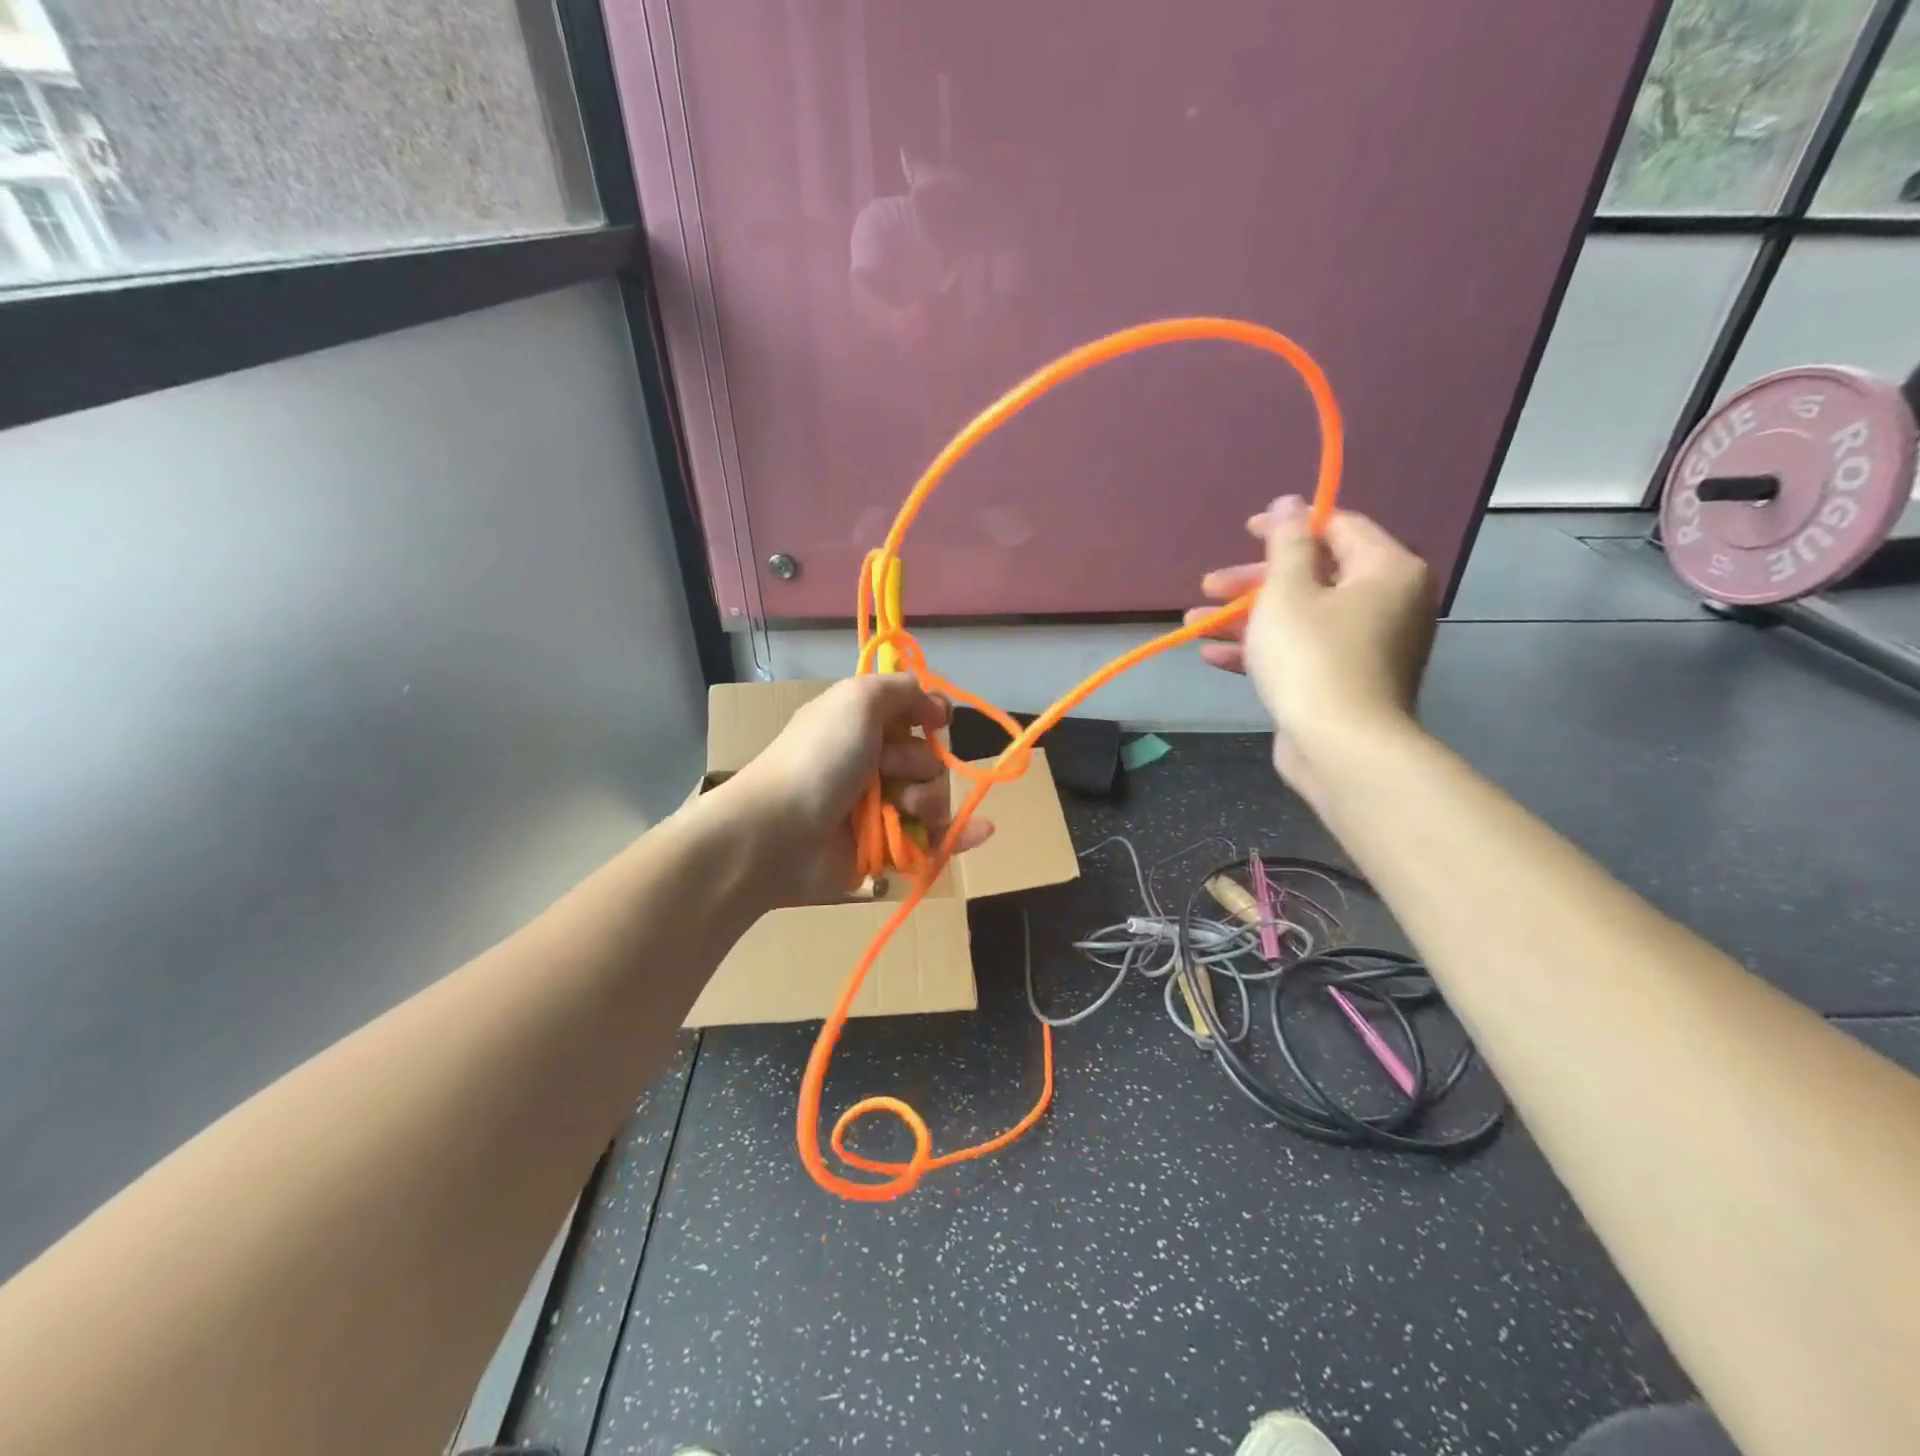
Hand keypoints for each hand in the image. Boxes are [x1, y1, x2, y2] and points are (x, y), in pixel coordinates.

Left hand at [716, 675, 992, 905]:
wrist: (779, 833)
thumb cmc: (819, 758)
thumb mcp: (857, 699)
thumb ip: (900, 688)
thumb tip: (934, 703)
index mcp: (859, 725)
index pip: (911, 714)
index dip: (929, 714)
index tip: (936, 720)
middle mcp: (870, 764)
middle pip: (927, 758)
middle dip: (917, 763)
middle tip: (887, 770)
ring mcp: (878, 809)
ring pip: (932, 797)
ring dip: (927, 799)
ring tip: (902, 807)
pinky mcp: (886, 849)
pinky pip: (933, 840)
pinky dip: (959, 836)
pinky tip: (982, 831)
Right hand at [1186, 495, 1435, 795]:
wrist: (1340, 746)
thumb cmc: (1312, 656)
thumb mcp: (1287, 591)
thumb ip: (1286, 544)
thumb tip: (1291, 502)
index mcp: (1386, 570)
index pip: (1338, 527)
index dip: (1288, 526)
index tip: (1246, 531)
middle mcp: (1387, 603)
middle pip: (1313, 575)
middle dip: (1253, 582)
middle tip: (1209, 585)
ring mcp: (1367, 646)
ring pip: (1300, 617)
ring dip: (1246, 618)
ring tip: (1194, 622)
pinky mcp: (1345, 681)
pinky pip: (1302, 652)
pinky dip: (1262, 650)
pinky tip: (1213, 654)